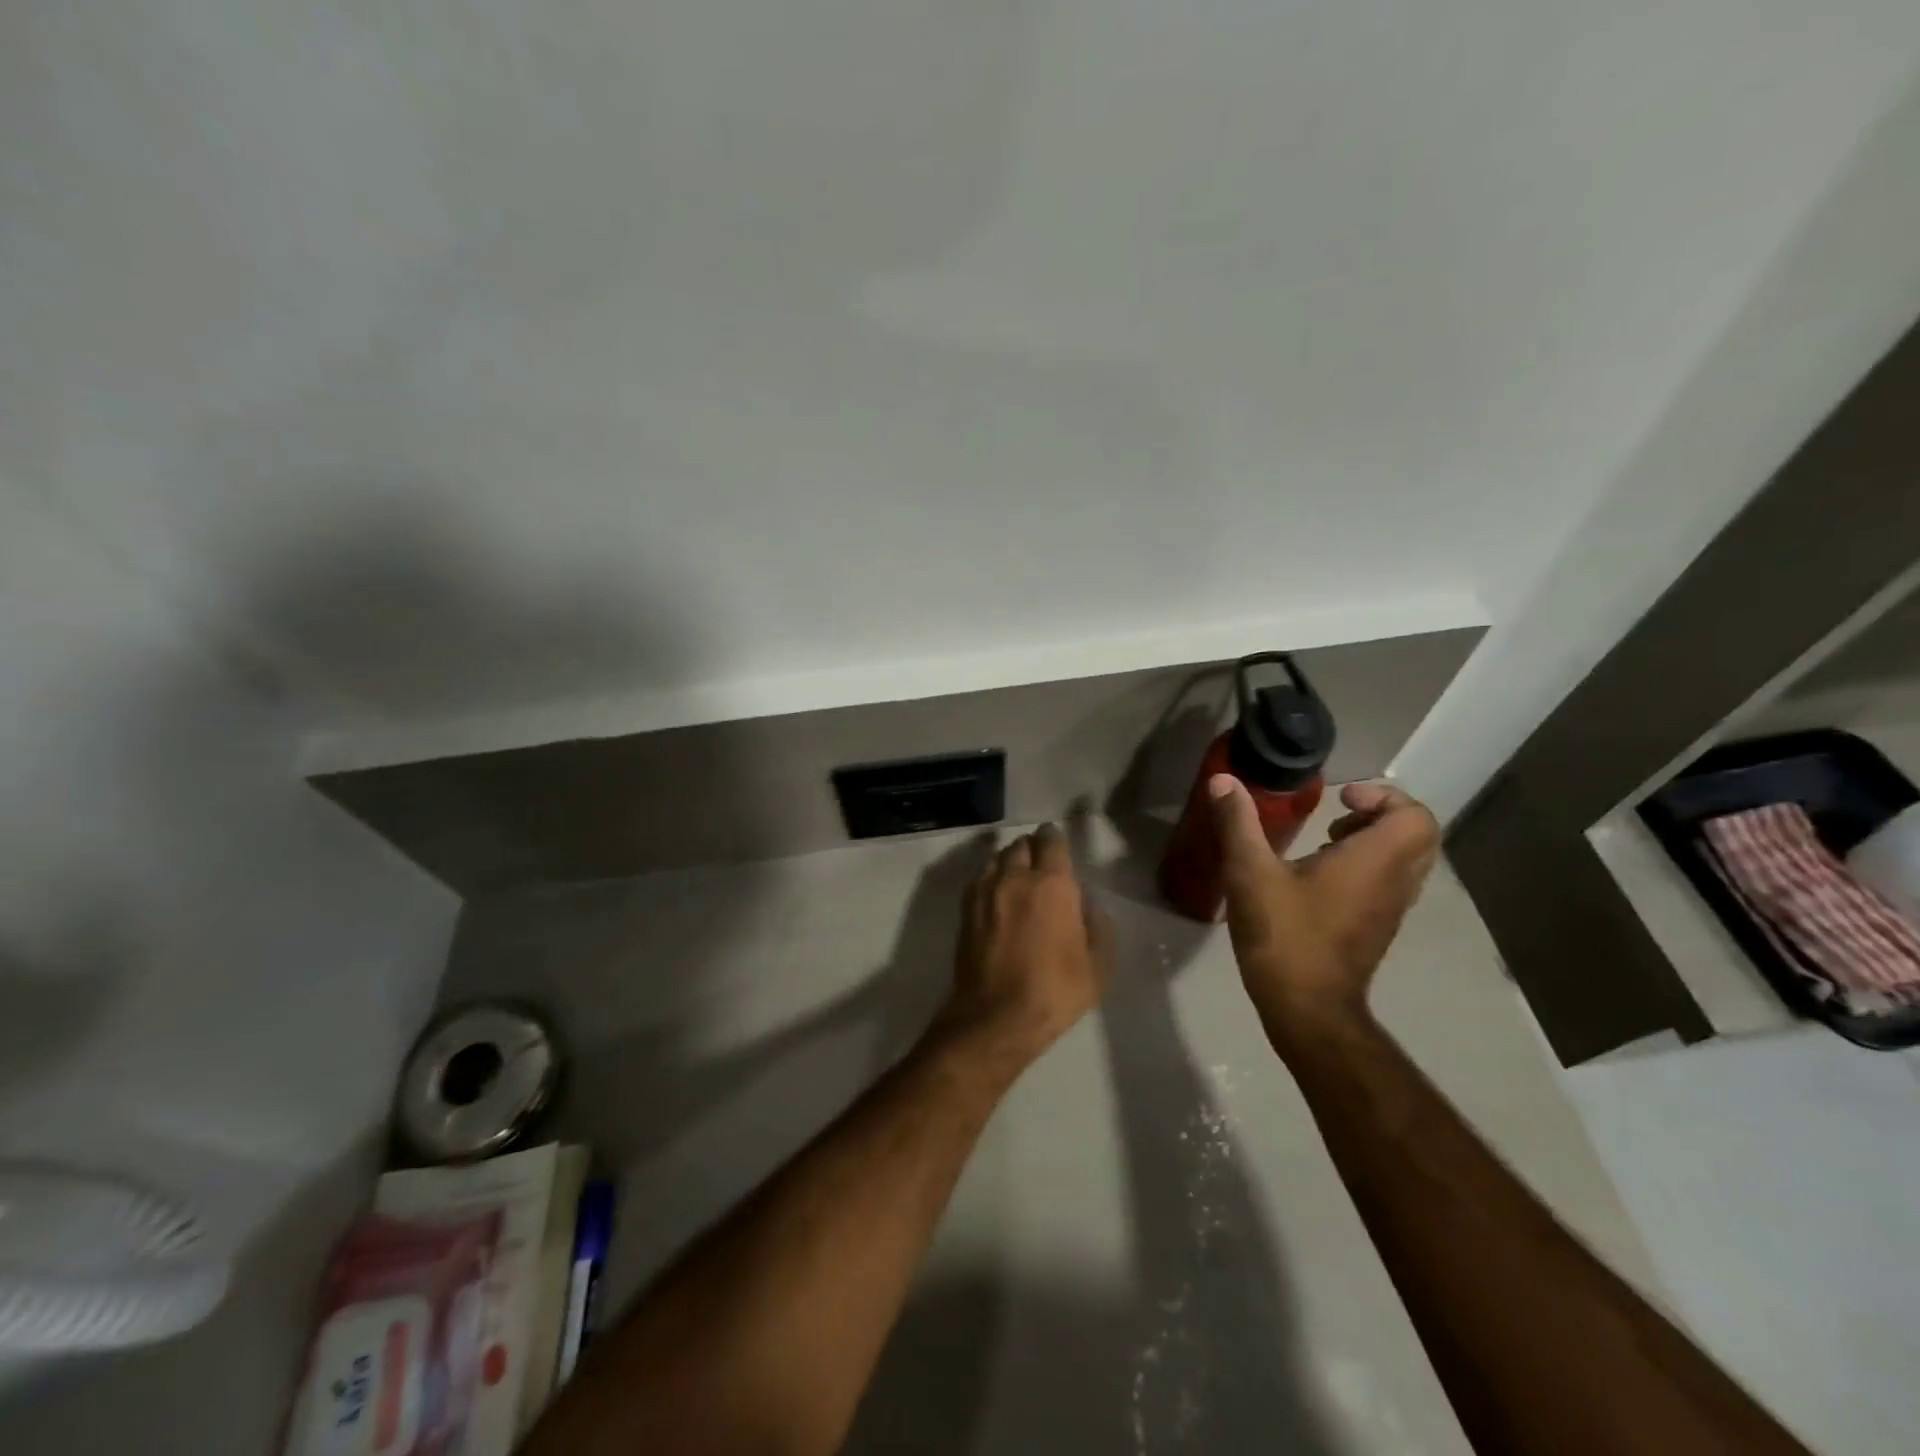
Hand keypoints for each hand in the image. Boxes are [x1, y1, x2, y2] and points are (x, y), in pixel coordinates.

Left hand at [938, 823, 1112, 1063]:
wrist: (996, 1016)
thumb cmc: (1054, 991)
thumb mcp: (1098, 965)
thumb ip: (1098, 926)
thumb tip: (1086, 905)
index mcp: (1052, 884)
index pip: (1051, 841)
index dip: (1055, 839)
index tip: (1058, 844)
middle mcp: (1016, 877)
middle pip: (1021, 844)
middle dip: (1033, 848)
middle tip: (1042, 863)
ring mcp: (986, 890)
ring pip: (997, 858)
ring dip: (1010, 860)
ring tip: (1018, 877)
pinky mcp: (966, 908)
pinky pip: (980, 878)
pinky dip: (991, 878)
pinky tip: (998, 895)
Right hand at [1210, 777, 1439, 1034]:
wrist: (1307, 1009)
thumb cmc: (1284, 935)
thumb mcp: (1249, 873)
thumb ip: (1238, 823)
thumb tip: (1223, 779)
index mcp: (1375, 862)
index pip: (1415, 816)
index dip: (1384, 797)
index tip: (1340, 799)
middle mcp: (1395, 882)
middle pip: (1417, 835)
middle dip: (1380, 815)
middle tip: (1337, 816)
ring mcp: (1391, 909)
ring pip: (1405, 861)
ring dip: (1373, 842)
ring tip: (1325, 843)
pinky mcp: (1377, 928)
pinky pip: (1389, 883)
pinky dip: (1366, 867)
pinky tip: (1317, 877)